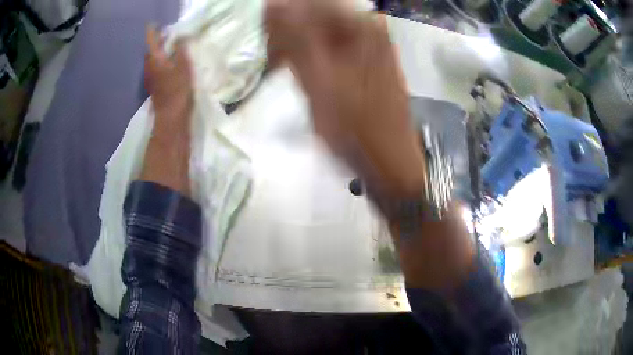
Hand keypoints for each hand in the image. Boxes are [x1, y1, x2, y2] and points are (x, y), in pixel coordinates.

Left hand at [145, 25, 193, 128]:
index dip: (154, 31)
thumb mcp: (183, 66)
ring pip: (153, 59)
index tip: (158, 25)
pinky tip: (170, 64)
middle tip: (170, 36)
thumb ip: (181, 49)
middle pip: (151, 50)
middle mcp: (149, 66)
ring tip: (172, 48)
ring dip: (160, 52)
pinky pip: (155, 68)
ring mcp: (150, 77)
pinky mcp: (153, 86)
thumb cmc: (178, 89)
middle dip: (158, 41)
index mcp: (155, 59)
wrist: (171, 117)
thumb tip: (179, 37)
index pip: (151, 40)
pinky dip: (161, 62)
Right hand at [266, 0, 473, 293]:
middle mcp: (370, 30)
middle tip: (270, 59)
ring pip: (323, 34)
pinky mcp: (368, 64)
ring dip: (298, 47)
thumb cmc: (356, 129)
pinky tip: (302, 76)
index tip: (262, 40)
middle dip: (289, 34)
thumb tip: (273, 4)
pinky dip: (313, 58)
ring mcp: (371, 47)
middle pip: (317, 17)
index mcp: (362, 27)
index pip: (310, 4)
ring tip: (281, 69)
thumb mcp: (318, 81)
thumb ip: (295, 37)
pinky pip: (333, 49)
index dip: (281, 18)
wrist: (390, 165)